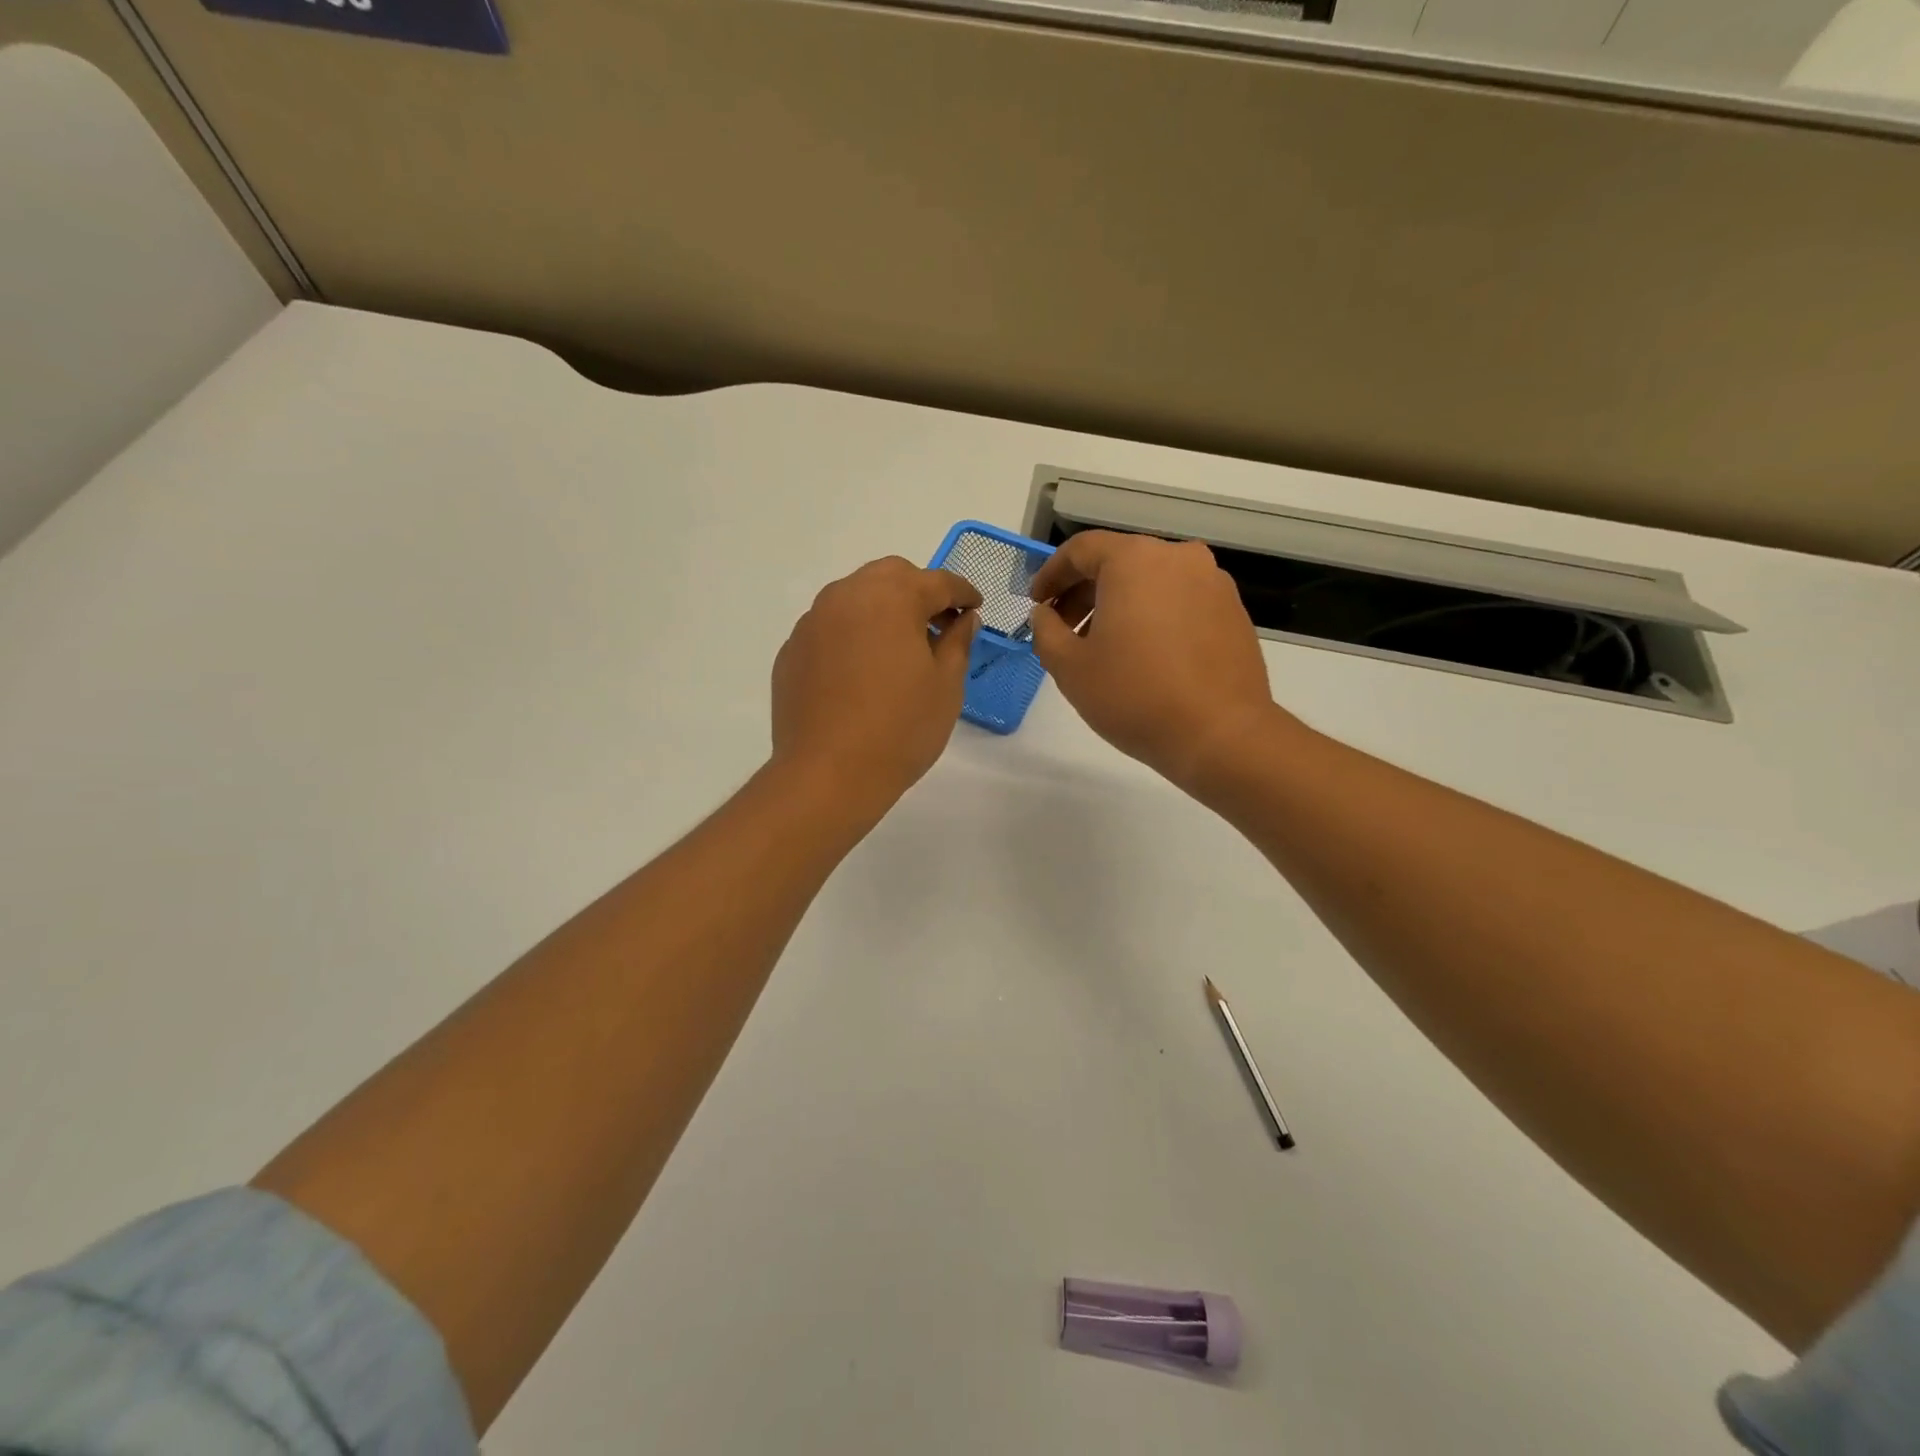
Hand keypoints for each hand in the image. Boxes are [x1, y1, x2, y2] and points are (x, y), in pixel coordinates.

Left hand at [771, 557, 981, 814]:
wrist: (828, 775)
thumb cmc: (900, 729)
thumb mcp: (946, 686)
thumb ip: (958, 641)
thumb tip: (964, 619)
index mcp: (891, 598)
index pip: (937, 581)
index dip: (962, 592)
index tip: (975, 608)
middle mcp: (846, 596)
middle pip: (890, 576)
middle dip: (918, 591)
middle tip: (937, 625)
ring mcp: (812, 622)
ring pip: (854, 597)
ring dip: (881, 609)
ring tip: (898, 647)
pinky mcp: (792, 651)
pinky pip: (829, 628)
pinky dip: (851, 635)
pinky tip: (861, 671)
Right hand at [1028, 531, 1275, 789]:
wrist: (1221, 735)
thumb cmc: (1134, 696)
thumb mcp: (1070, 667)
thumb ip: (1046, 631)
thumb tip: (1045, 614)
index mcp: (1134, 560)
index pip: (1081, 550)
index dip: (1051, 575)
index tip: (1036, 604)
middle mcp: (1178, 558)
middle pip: (1118, 562)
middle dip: (1084, 593)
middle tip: (1063, 630)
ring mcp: (1212, 582)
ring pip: (1151, 581)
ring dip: (1119, 605)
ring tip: (1102, 647)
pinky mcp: (1232, 611)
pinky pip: (1180, 600)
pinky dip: (1153, 616)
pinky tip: (1143, 655)